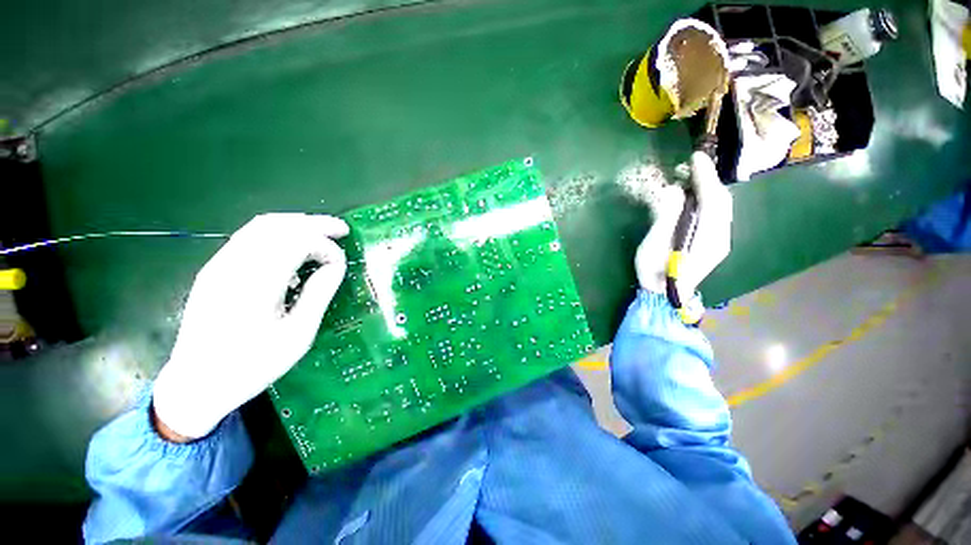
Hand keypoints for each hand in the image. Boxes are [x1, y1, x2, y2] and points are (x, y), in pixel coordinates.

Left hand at [152, 213, 349, 440]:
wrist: (196, 384)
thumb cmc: (252, 365)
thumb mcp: (297, 335)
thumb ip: (318, 294)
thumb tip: (336, 265)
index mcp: (255, 284)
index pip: (297, 242)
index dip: (326, 247)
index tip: (341, 264)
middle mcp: (233, 266)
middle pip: (277, 225)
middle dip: (314, 223)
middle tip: (341, 230)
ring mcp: (219, 265)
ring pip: (260, 225)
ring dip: (296, 224)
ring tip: (321, 233)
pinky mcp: (214, 269)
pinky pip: (249, 237)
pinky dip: (278, 233)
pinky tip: (293, 247)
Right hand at [635, 152, 732, 296]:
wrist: (663, 296)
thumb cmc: (654, 272)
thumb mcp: (653, 245)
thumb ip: (666, 217)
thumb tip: (675, 191)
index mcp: (708, 238)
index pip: (713, 200)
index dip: (705, 177)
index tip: (695, 157)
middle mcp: (721, 238)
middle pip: (722, 201)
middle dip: (709, 180)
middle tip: (692, 165)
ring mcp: (719, 241)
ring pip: (721, 207)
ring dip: (709, 189)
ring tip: (693, 176)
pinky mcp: (713, 244)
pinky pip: (716, 215)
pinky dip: (707, 200)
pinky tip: (696, 197)